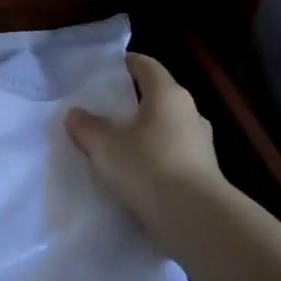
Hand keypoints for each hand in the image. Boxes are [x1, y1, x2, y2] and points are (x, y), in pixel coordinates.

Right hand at [66, 53, 225, 233]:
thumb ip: (86, 126)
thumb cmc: (146, 167)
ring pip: (167, 127)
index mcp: (167, 95)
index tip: (108, 68)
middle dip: (133, 101)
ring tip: (119, 145)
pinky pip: (173, 154)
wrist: (193, 217)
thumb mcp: (103, 145)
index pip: (147, 66)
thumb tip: (76, 113)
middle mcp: (189, 112)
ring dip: (145, 132)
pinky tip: (137, 173)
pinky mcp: (204, 171)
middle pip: (158, 97)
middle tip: (105, 110)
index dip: (127, 63)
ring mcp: (201, 143)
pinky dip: (155, 157)